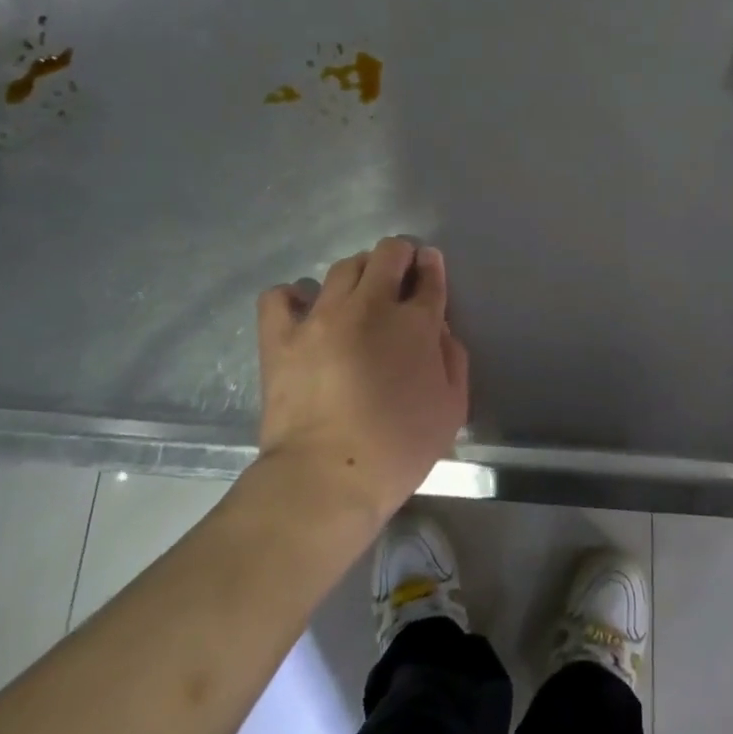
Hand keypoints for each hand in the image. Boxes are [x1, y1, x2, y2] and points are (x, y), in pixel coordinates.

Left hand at [256, 237, 469, 522]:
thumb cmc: (398, 449)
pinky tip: (304, 310)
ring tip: (357, 295)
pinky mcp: (282, 336)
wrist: (326, 479)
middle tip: (400, 277)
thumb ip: (452, 358)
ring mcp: (322, 316)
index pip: (429, 276)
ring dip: (358, 272)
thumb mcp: (452, 408)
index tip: (429, 267)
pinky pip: (280, 296)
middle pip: (388, 254)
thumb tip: (438, 329)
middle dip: (400, 256)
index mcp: (416, 323)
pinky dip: (294, 296)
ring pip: (343, 267)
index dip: (432, 266)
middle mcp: (371, 306)